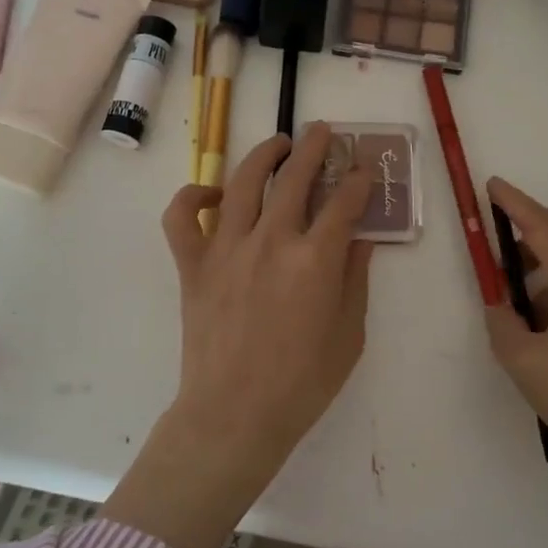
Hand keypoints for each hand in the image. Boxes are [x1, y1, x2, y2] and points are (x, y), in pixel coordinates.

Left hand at [103, 125, 374, 547]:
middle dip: (313, 148)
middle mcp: (271, 242)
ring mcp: (226, 249)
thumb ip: (356, 278)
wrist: (234, 416)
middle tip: (322, 132)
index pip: (344, 202)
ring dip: (262, 155)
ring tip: (277, 144)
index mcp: (315, 260)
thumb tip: (361, 238)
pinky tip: (212, 194)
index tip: (365, 168)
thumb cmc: (302, 383)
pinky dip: (192, 197)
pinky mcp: (193, 265)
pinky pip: (181, 217)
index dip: (359, 179)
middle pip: (294, 177)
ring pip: (242, 183)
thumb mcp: (349, 334)